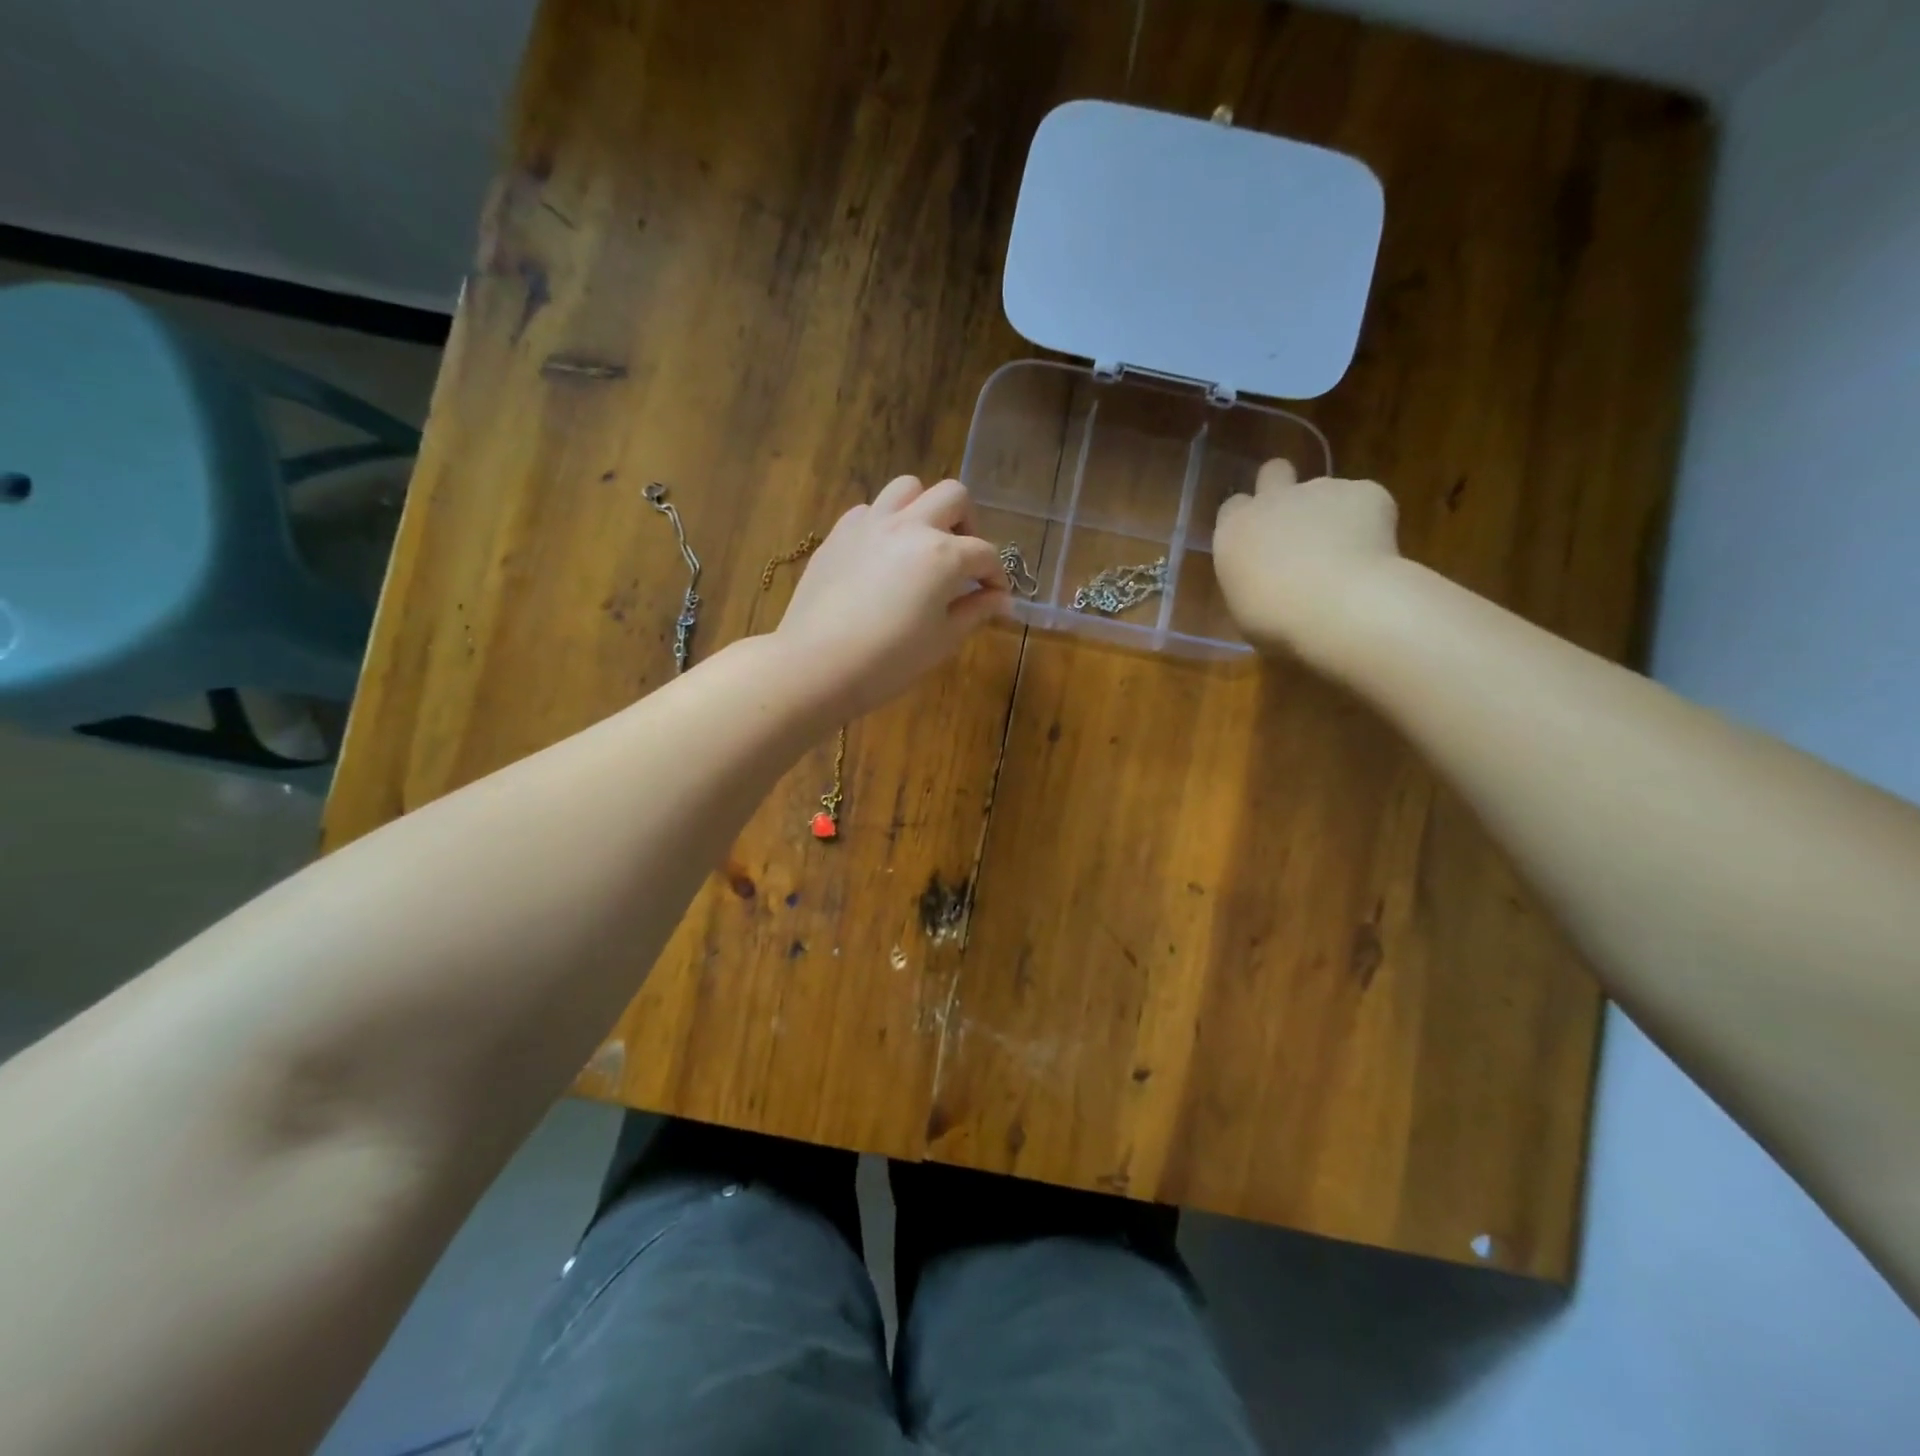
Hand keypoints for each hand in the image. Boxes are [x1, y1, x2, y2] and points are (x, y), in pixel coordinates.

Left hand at [775, 475, 1011, 718]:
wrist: (817, 665)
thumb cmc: (889, 661)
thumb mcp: (943, 640)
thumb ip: (976, 611)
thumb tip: (1001, 599)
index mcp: (943, 554)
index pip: (985, 553)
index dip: (997, 576)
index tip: (995, 597)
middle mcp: (910, 526)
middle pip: (953, 496)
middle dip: (968, 524)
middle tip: (963, 559)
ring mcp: (870, 524)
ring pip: (908, 487)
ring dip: (925, 509)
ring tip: (922, 543)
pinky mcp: (839, 533)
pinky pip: (870, 510)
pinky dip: (885, 523)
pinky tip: (882, 556)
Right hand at [1213, 459, 1402, 660]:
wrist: (1339, 607)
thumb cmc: (1277, 622)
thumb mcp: (1246, 608)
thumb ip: (1252, 579)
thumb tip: (1267, 579)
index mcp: (1235, 531)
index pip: (1233, 507)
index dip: (1247, 520)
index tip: (1259, 543)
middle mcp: (1273, 501)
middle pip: (1273, 472)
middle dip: (1283, 487)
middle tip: (1298, 524)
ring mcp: (1320, 489)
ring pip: (1325, 491)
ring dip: (1331, 513)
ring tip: (1347, 554)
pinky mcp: (1366, 491)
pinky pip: (1366, 501)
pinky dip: (1371, 521)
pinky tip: (1374, 553)